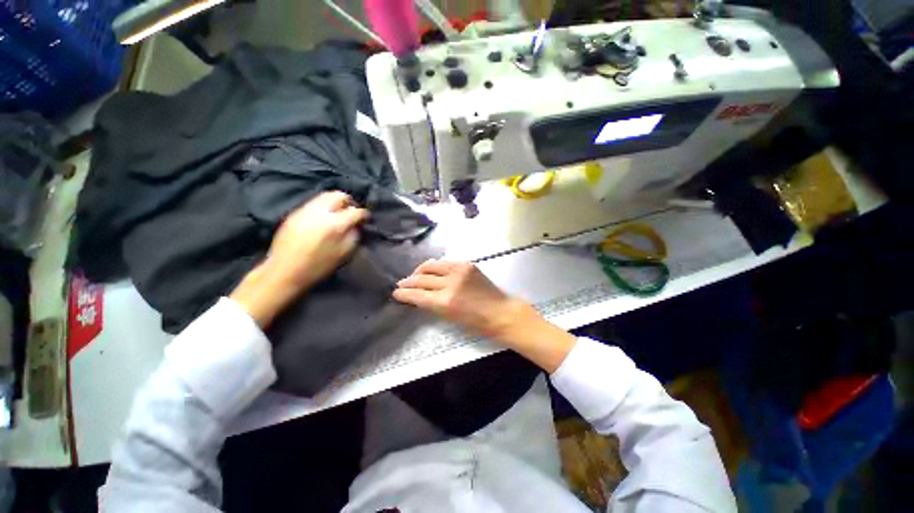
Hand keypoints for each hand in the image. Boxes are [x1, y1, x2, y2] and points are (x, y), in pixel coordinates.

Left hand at [264, 191, 367, 290]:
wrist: (285, 271)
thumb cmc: (318, 266)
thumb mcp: (344, 254)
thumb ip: (354, 236)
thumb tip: (357, 225)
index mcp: (335, 225)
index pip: (356, 211)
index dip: (364, 215)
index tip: (366, 219)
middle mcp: (320, 212)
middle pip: (339, 195)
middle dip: (349, 202)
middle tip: (352, 213)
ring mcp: (305, 211)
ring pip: (325, 196)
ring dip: (336, 203)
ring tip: (339, 214)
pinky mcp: (294, 213)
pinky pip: (314, 203)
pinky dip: (323, 207)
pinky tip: (324, 218)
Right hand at [393, 260, 525, 338]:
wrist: (500, 311)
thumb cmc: (476, 323)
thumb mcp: (450, 318)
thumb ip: (431, 306)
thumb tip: (417, 297)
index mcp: (445, 302)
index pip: (417, 295)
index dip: (404, 294)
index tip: (396, 293)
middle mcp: (450, 283)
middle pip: (421, 278)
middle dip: (408, 281)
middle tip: (401, 284)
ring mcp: (459, 270)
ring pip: (431, 265)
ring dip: (420, 270)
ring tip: (415, 275)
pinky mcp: (467, 264)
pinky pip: (445, 262)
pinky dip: (435, 266)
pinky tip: (432, 270)